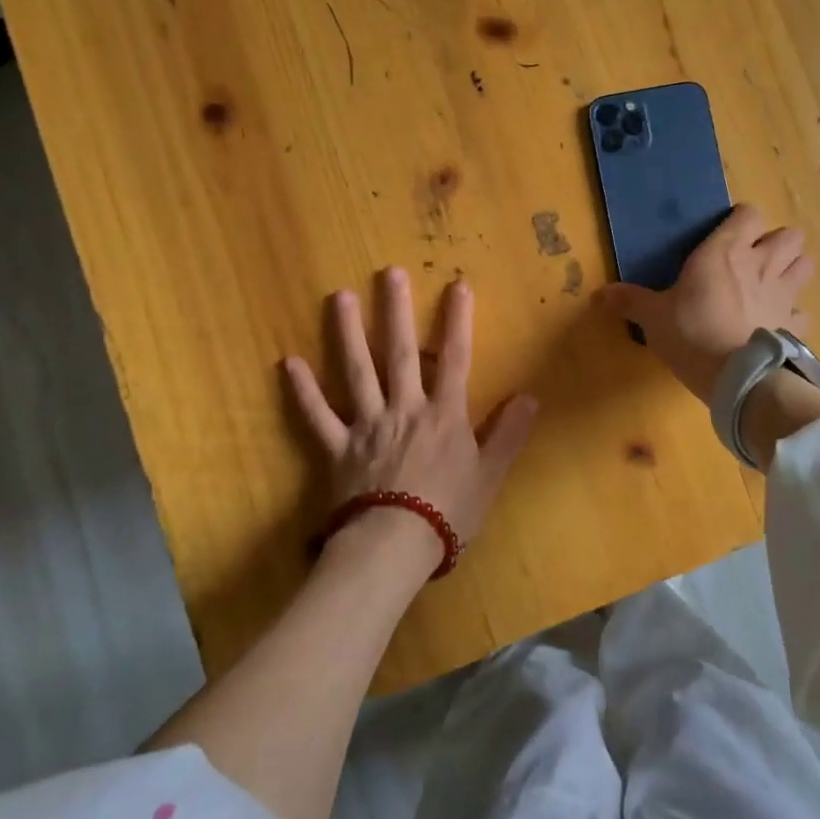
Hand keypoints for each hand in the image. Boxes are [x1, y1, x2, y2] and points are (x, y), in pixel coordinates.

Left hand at [283, 268, 538, 575]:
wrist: (394, 546)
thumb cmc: (448, 512)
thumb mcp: (490, 475)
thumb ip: (509, 433)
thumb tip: (531, 395)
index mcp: (444, 414)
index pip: (455, 358)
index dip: (457, 321)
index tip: (457, 285)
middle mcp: (405, 409)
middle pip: (399, 353)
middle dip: (396, 310)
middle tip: (388, 272)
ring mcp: (367, 425)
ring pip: (356, 371)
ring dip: (348, 333)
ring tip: (339, 297)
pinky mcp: (337, 448)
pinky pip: (317, 416)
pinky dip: (303, 391)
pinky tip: (288, 363)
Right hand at [600, 204, 814, 403]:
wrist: (736, 377)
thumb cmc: (691, 334)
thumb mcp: (653, 318)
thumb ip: (631, 301)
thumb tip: (601, 294)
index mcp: (725, 251)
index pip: (748, 213)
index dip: (741, 220)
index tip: (727, 234)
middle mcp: (761, 264)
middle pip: (790, 235)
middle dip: (776, 243)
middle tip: (754, 259)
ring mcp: (784, 295)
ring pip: (806, 264)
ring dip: (793, 269)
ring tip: (773, 283)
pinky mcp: (794, 326)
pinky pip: (803, 312)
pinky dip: (794, 316)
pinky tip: (777, 324)